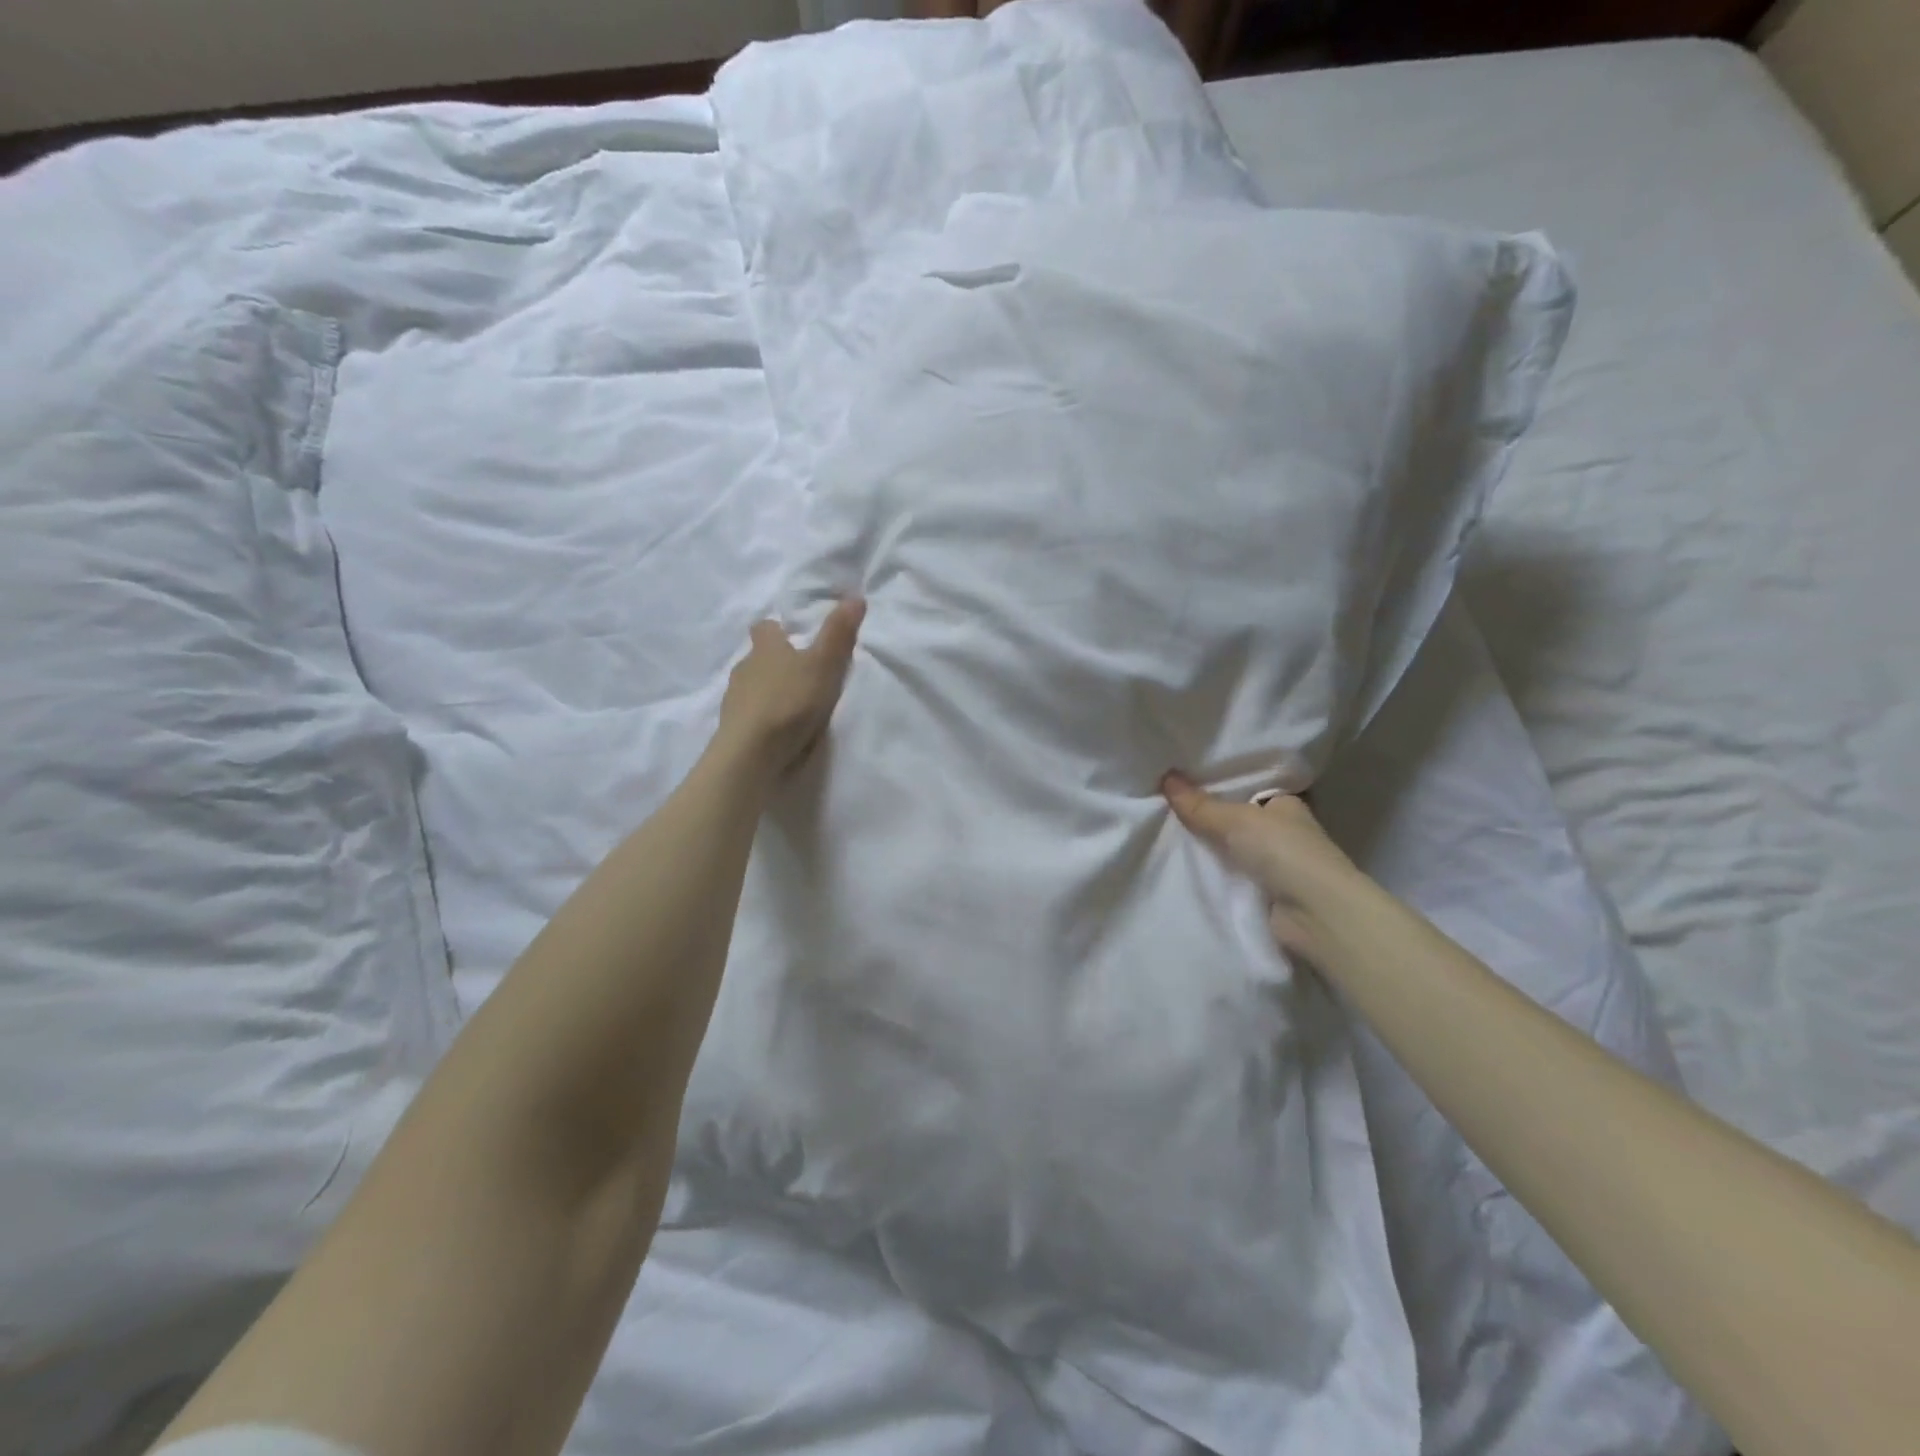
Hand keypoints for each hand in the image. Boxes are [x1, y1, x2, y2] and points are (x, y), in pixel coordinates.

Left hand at [717, 598, 865, 779]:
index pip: (764, 628)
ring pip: (752, 687)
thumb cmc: (790, 701)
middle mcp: (744, 668)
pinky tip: (777, 731)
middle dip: (775, 664)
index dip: (777, 630)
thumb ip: (839, 634)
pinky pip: (748, 716)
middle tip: (801, 675)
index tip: (793, 637)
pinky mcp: (732, 729)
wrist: (752, 753)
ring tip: (792, 707)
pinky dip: (761, 719)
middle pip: (758, 658)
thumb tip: (855, 597)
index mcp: (765, 648)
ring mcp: (734, 700)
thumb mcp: (824, 665)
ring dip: (768, 693)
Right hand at [1161, 772, 1359, 957]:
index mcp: (1286, 804)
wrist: (1315, 914)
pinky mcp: (1269, 895)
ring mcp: (1279, 865)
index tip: (1183, 783)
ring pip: (1234, 850)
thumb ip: (1200, 805)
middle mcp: (1285, 831)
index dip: (1219, 786)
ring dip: (1211, 850)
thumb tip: (1166, 776)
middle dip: (1209, 819)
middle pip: (1237, 820)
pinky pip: (1233, 877)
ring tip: (1167, 836)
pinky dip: (1216, 876)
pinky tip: (1186, 870)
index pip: (1248, 789)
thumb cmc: (1284, 851)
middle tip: (1166, 808)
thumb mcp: (1236, 820)